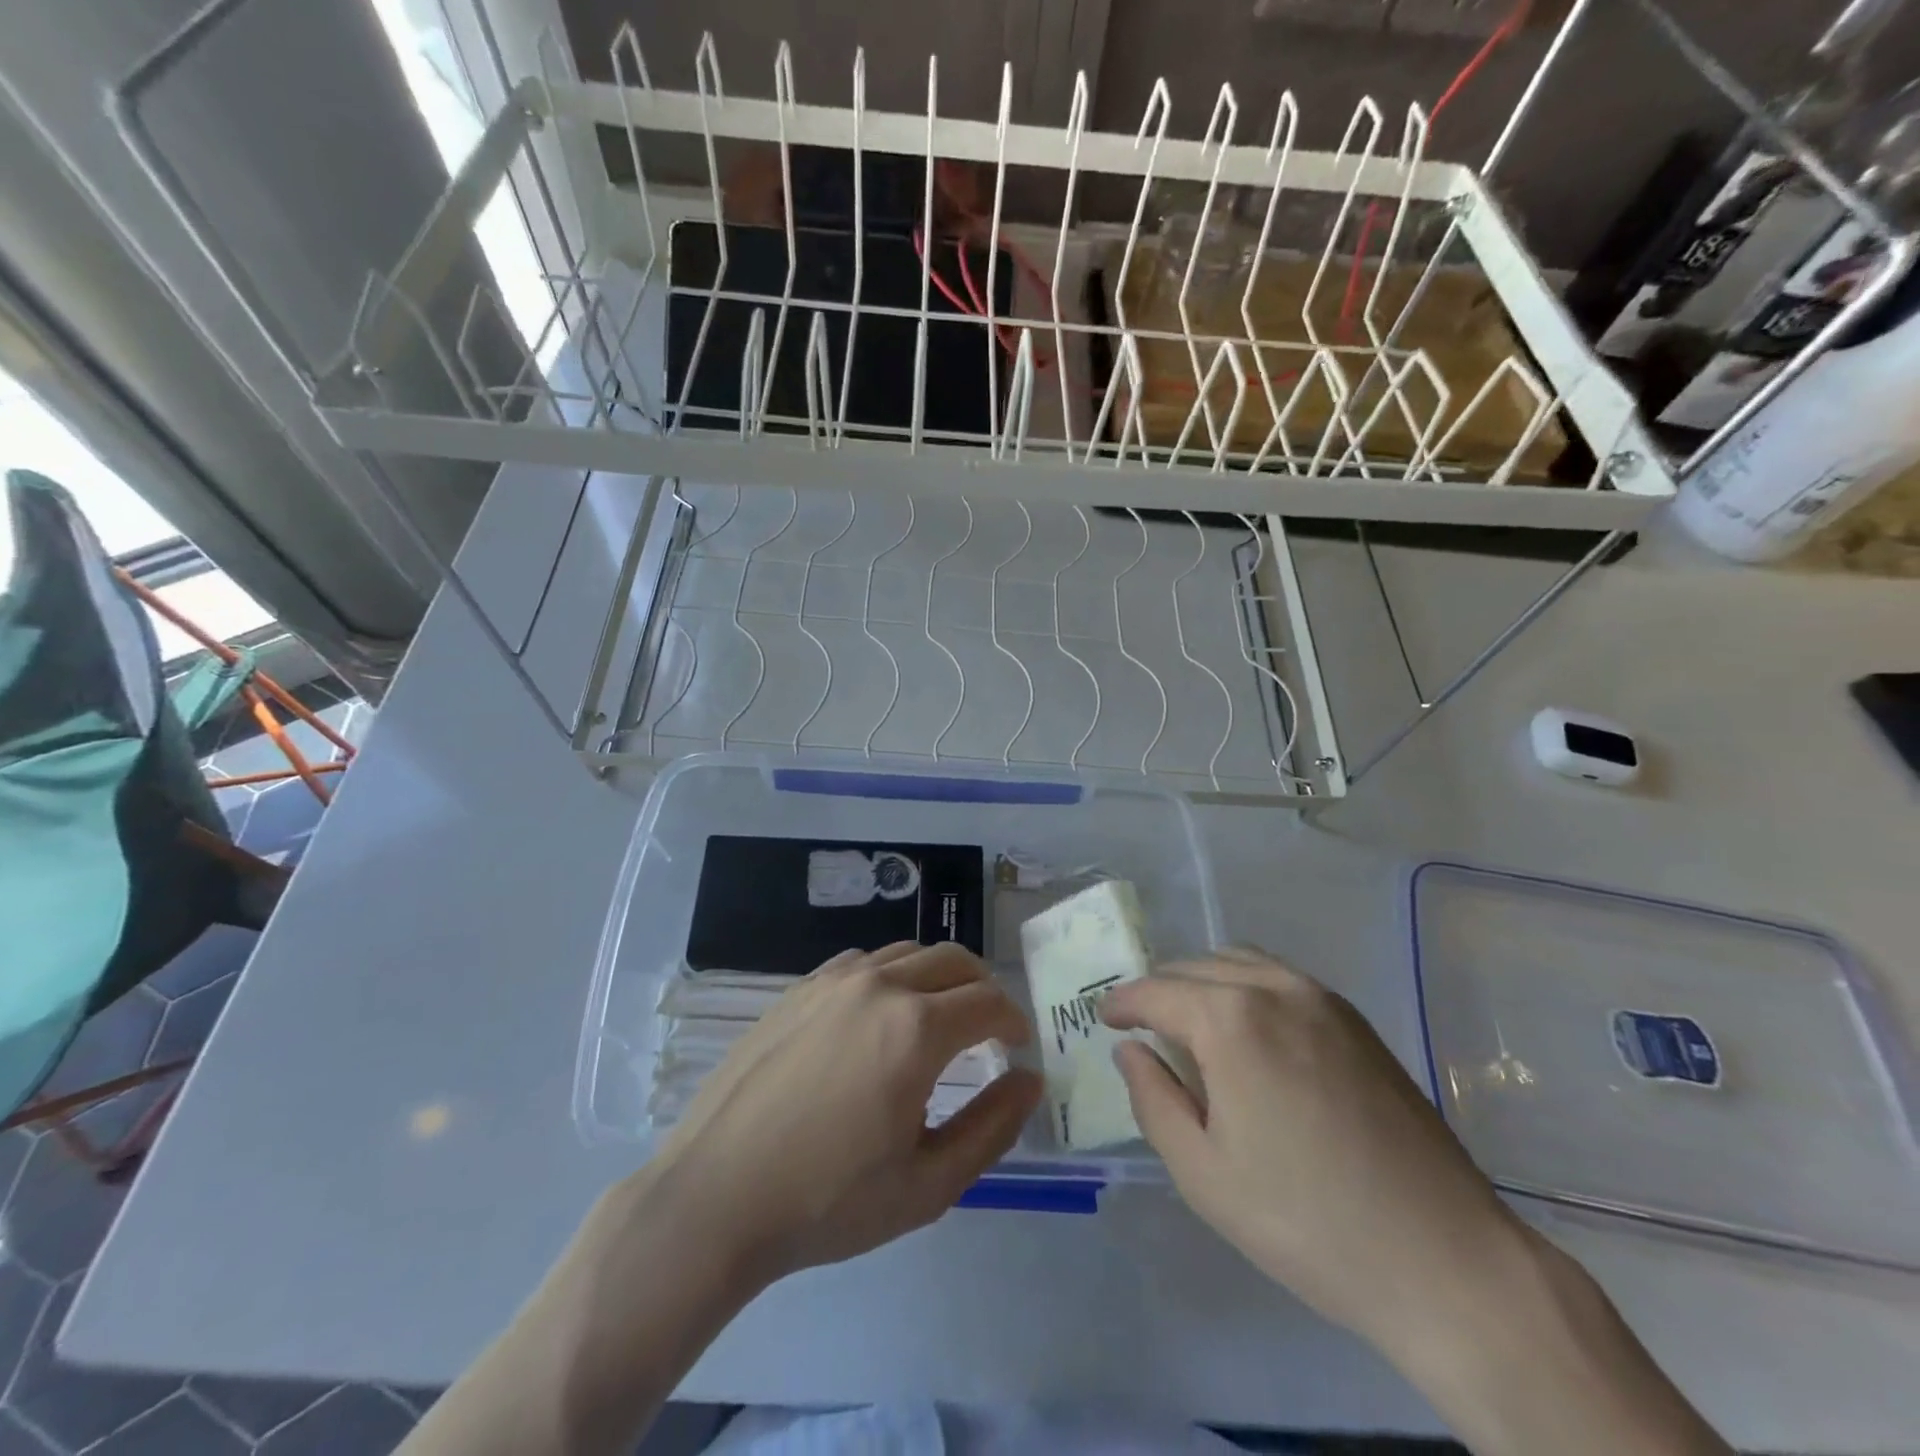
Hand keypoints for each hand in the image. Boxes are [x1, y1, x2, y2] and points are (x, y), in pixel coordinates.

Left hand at [647, 942, 1041, 1282]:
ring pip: (908, 953)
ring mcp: (833, 980)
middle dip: (983, 988)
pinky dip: (891, 976)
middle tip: (987, 1028)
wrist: (715, 1196)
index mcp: (916, 1029)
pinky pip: (863, 962)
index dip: (1013, 1021)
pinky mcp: (799, 988)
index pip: (988, 1002)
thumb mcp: (927, 1184)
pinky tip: (877, 1017)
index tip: (1016, 1047)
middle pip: (954, 960)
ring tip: (936, 1020)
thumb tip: (1029, 1079)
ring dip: (937, 977)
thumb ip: (992, 1127)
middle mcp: (879, 986)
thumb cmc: (828, 1201)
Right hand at [1100, 949, 1526, 1356]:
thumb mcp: (1203, 1174)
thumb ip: (1153, 1100)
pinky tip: (1249, 1031)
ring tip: (1191, 1023)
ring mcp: (1323, 999)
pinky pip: (1281, 978)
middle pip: (1197, 966)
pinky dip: (1246, 986)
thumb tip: (1130, 1050)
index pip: (1157, 991)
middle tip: (1143, 1027)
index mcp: (1231, 1020)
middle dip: (1161, 990)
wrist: (1446, 1260)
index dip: (1123, 1002)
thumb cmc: (1307, 1222)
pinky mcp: (1356, 1021)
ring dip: (1203, 980)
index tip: (1105, 1019)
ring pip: (1240, 962)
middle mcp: (1275, 988)